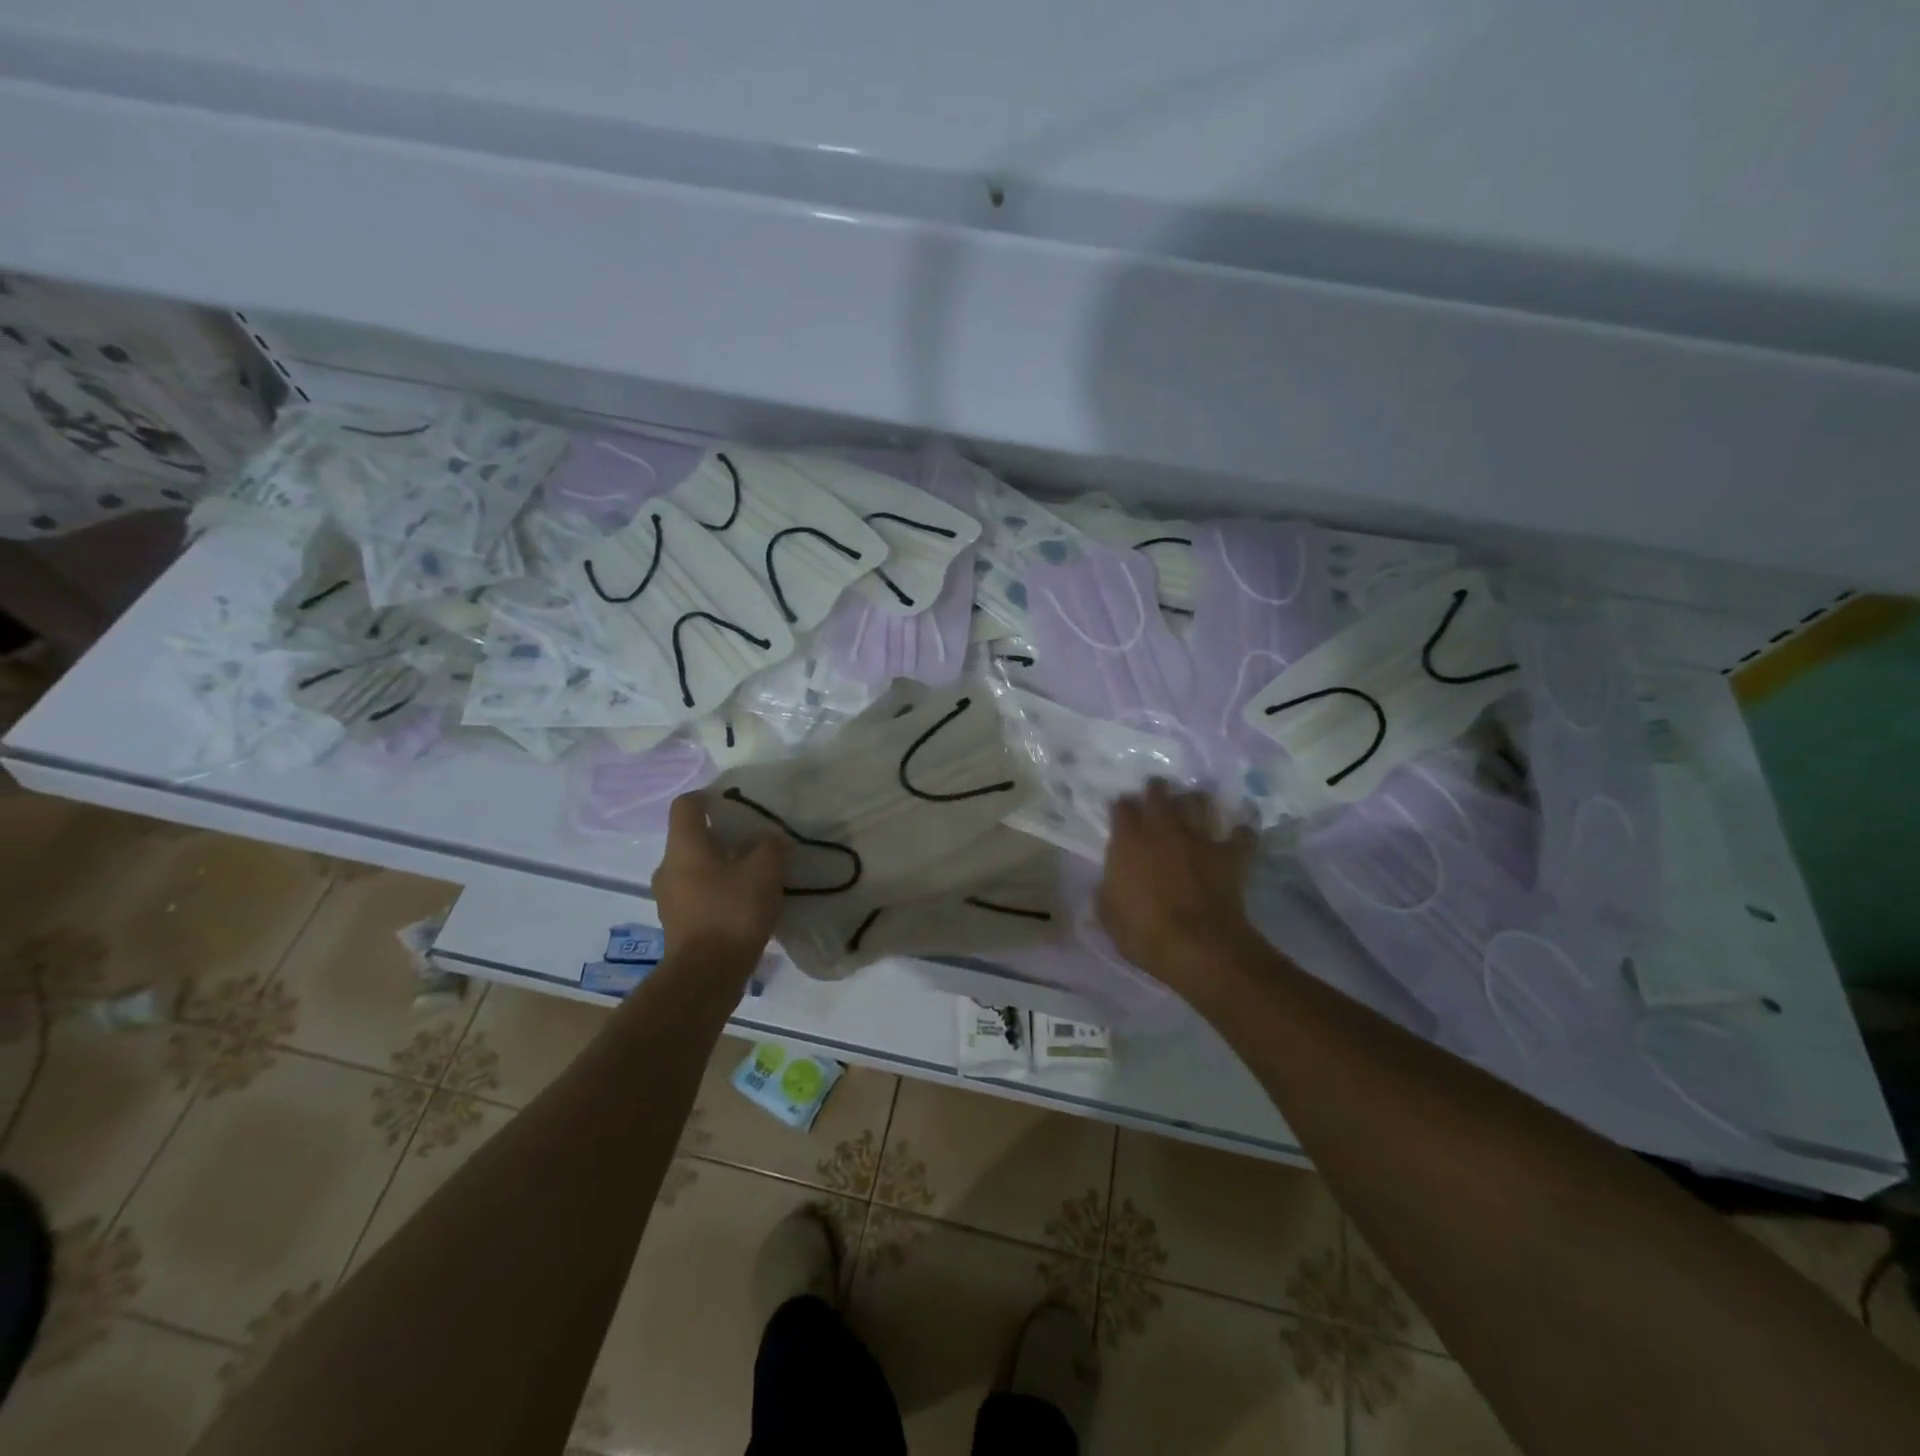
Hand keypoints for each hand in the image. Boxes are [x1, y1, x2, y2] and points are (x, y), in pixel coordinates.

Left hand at [655, 792, 789, 963]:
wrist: (707, 975)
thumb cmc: (733, 911)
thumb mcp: (765, 871)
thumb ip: (770, 846)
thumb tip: (769, 839)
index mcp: (684, 846)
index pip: (686, 805)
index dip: (708, 796)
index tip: (734, 802)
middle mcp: (669, 867)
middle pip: (692, 838)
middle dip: (722, 836)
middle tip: (754, 841)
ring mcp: (669, 898)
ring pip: (695, 868)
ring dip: (721, 866)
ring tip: (753, 875)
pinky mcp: (677, 924)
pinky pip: (698, 894)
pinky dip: (718, 891)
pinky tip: (744, 904)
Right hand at [1099, 780, 1257, 979]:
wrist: (1197, 945)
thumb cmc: (1143, 931)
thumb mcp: (1108, 915)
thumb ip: (1107, 892)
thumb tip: (1108, 885)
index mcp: (1128, 841)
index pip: (1122, 808)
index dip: (1122, 806)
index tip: (1122, 810)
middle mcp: (1163, 829)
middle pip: (1159, 793)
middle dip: (1157, 790)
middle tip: (1158, 793)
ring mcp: (1200, 839)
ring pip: (1199, 803)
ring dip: (1196, 801)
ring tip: (1195, 804)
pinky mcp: (1230, 854)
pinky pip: (1242, 835)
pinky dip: (1241, 832)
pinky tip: (1240, 833)